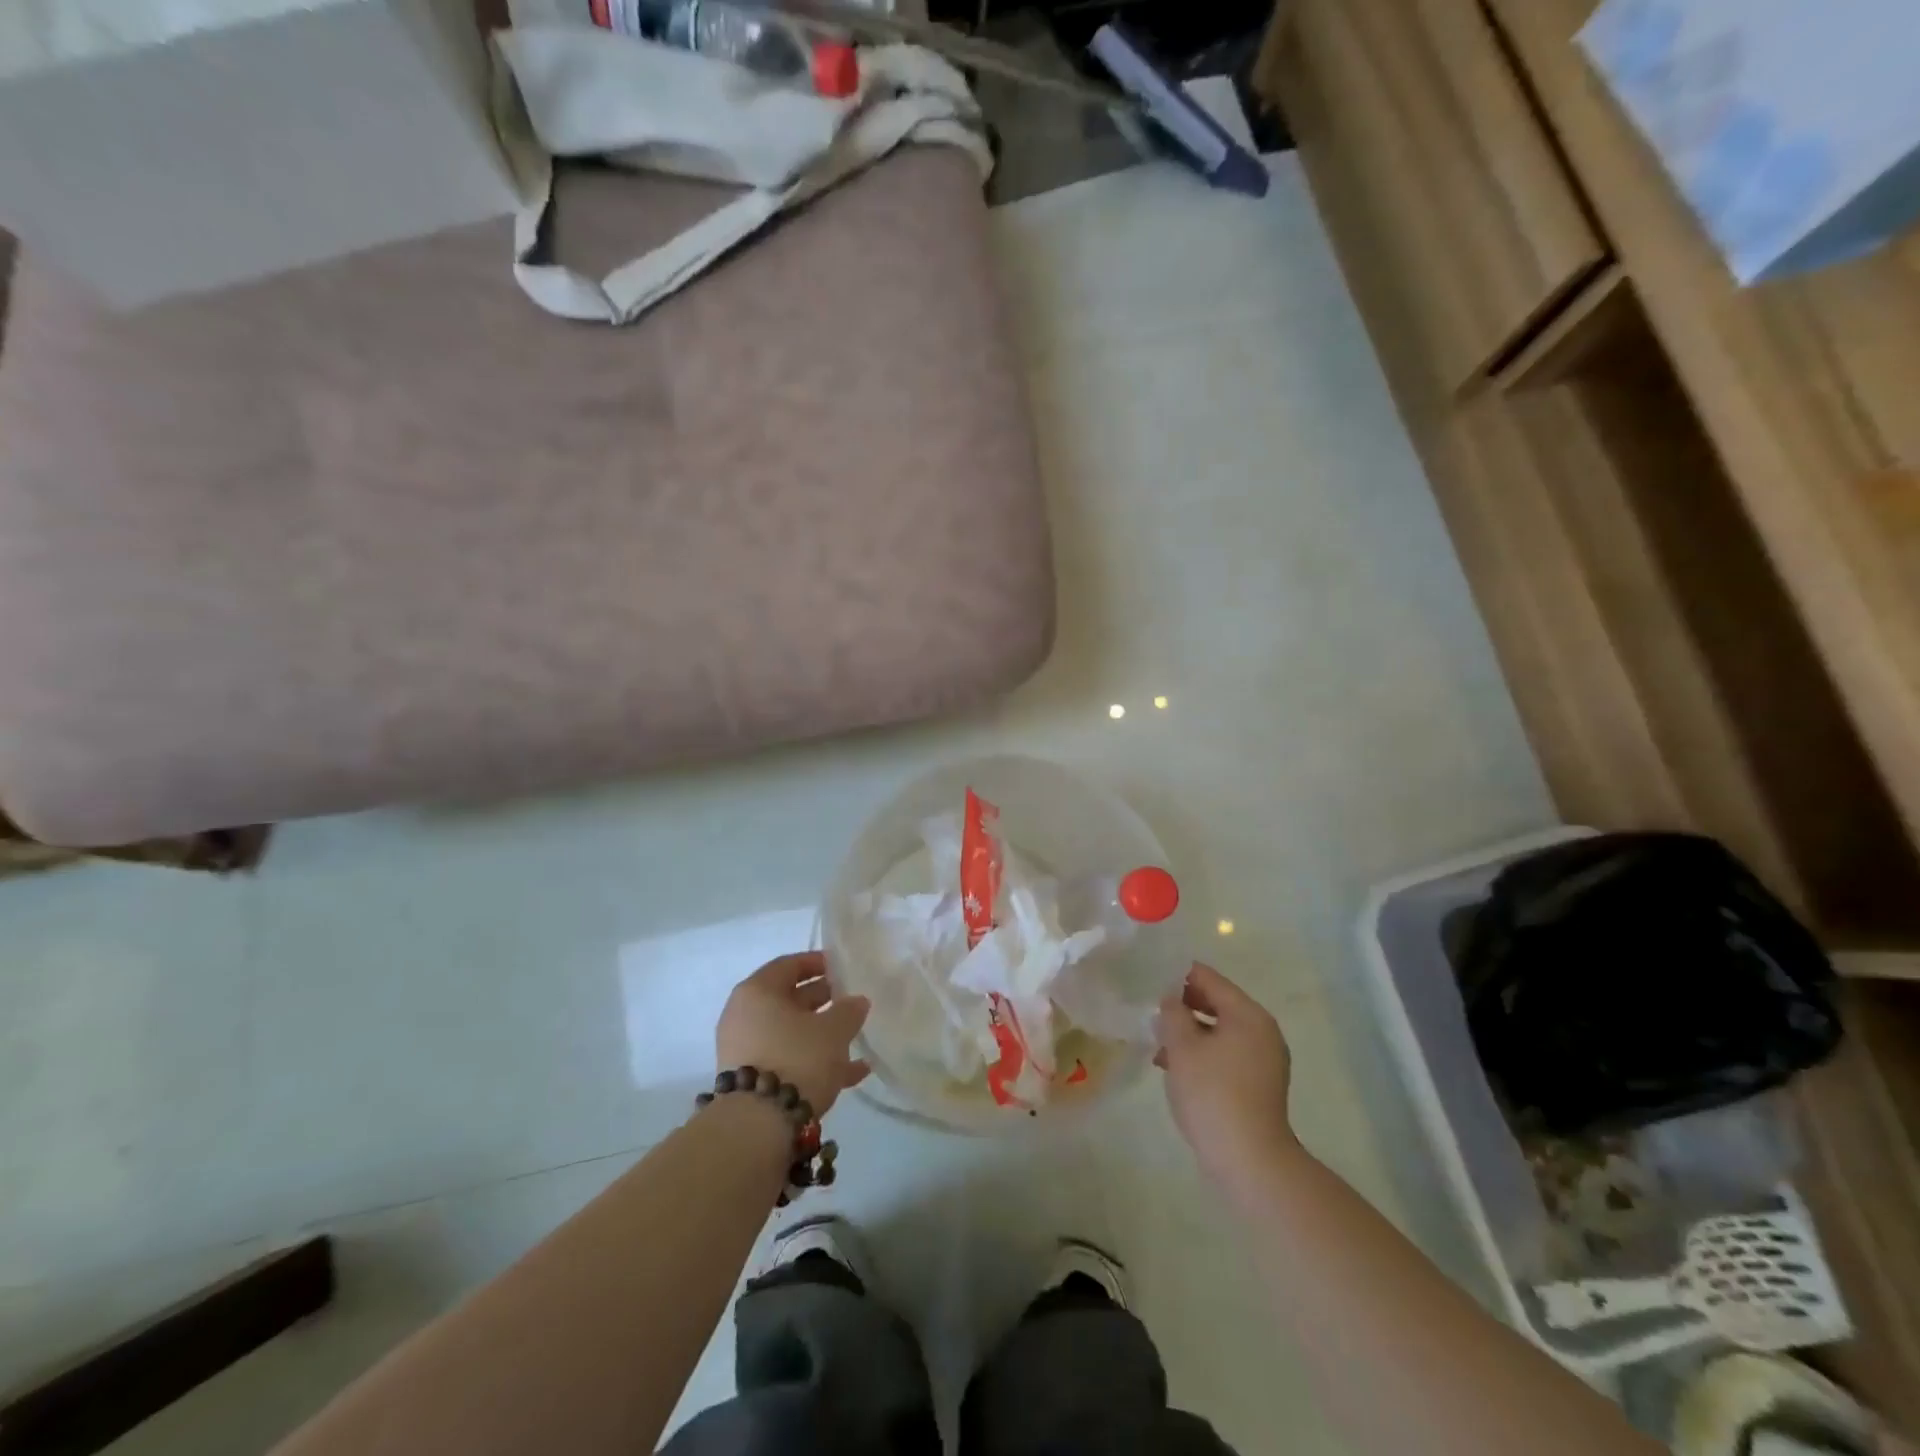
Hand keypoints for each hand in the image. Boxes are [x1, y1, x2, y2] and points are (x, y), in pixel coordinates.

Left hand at [716, 952, 870, 1116]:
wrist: (758, 1127)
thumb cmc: (797, 1058)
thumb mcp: (833, 1031)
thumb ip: (849, 1011)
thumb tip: (857, 1001)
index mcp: (757, 991)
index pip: (789, 965)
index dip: (818, 963)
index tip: (842, 968)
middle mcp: (744, 1016)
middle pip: (788, 999)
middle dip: (822, 1000)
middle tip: (851, 1001)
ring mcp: (745, 1050)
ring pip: (790, 1032)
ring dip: (822, 1033)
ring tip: (856, 1037)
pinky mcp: (752, 1081)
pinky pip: (788, 1060)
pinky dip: (815, 1061)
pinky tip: (853, 1072)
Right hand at [1155, 962, 1300, 1188]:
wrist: (1250, 1161)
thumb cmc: (1212, 1093)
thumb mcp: (1182, 1047)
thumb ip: (1172, 1013)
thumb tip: (1170, 999)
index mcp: (1248, 1014)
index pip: (1208, 978)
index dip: (1177, 975)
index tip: (1148, 978)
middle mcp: (1262, 1031)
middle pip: (1216, 1003)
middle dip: (1182, 1006)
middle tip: (1150, 1011)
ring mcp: (1264, 1059)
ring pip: (1219, 1031)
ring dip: (1189, 1033)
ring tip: (1157, 1044)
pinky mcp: (1259, 1084)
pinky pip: (1226, 1054)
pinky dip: (1202, 1054)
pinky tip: (1174, 1067)